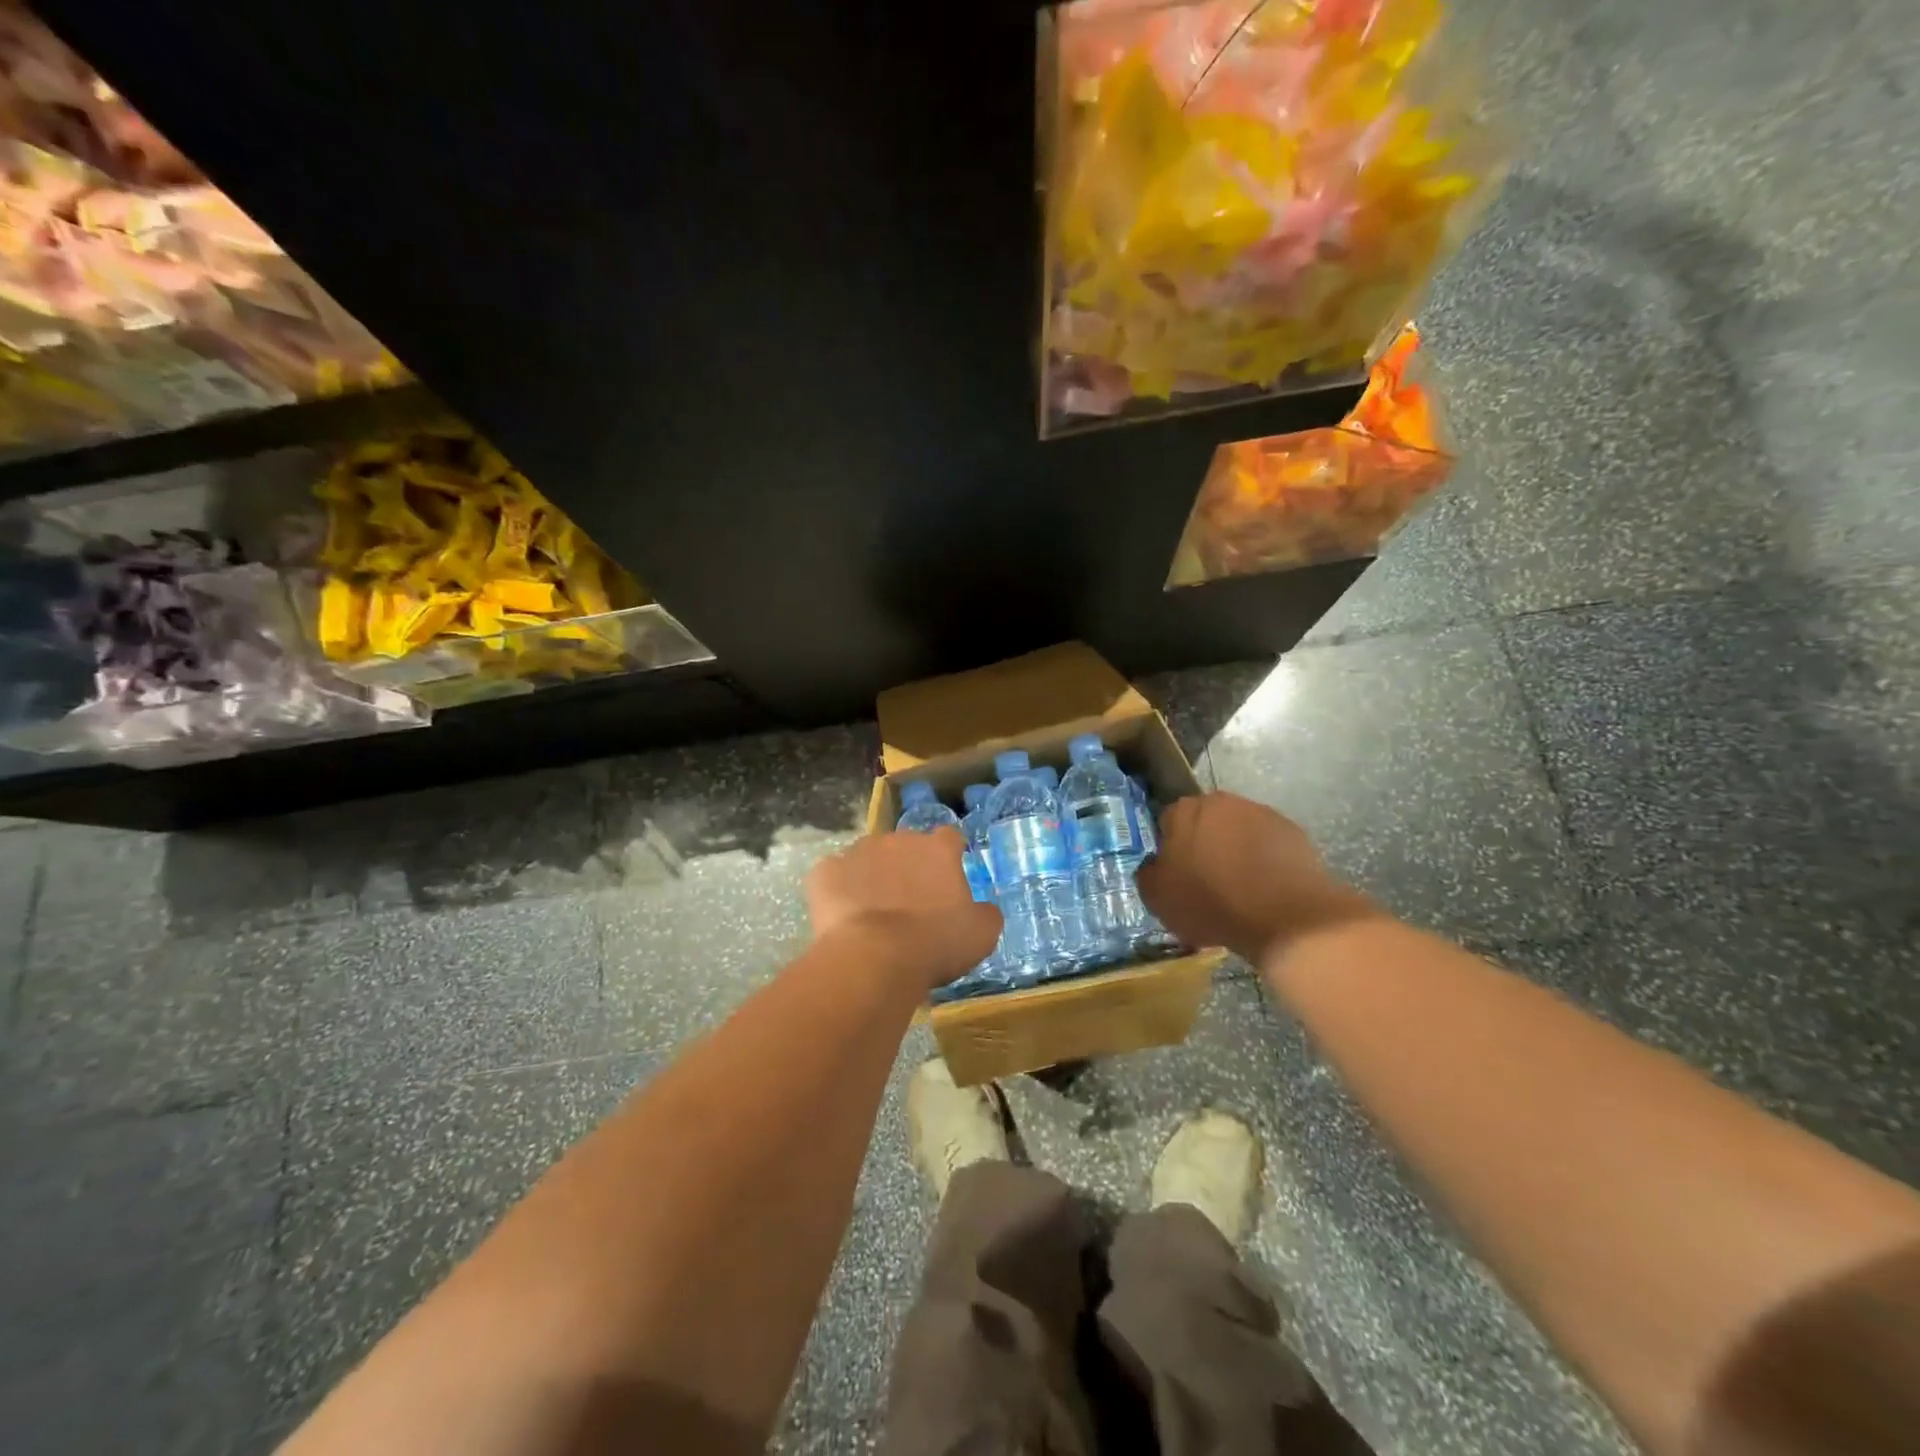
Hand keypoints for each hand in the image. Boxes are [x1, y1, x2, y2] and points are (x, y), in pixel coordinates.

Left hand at [804, 828, 1002, 990]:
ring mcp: (858, 851)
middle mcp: (898, 840)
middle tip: (910, 903)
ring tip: (873, 912)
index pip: (949, 838)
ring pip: (868, 857)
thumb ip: (986, 913)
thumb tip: (984, 908)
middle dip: (908, 866)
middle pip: (906, 846)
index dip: (949, 856)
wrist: (874, 957)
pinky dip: (838, 890)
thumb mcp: (981, 934)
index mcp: (938, 849)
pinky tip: (843, 916)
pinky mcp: (825, 871)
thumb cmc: (935, 943)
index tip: (947, 878)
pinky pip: (833, 875)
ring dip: (872, 876)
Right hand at [1135, 792, 1379, 962]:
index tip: (1176, 873)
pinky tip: (1265, 889)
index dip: (1169, 848)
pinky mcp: (1294, 833)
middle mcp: (1222, 802)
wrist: (1285, 918)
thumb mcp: (1158, 897)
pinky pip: (1268, 845)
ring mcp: (1262, 814)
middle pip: (1205, 822)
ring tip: (1239, 888)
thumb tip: (1155, 864)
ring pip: (1238, 831)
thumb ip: (1148, 873)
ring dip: (1235, 851)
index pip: (1168, 821)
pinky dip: (1264, 861)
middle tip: (1206, 880)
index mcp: (1185, 811)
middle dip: (1204, 844)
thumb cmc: (1211, 903)